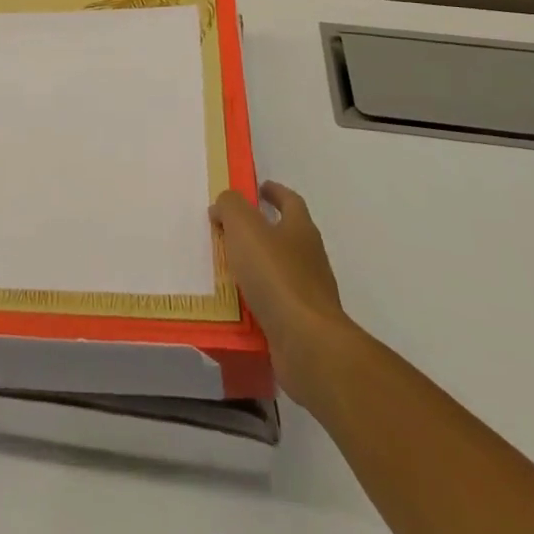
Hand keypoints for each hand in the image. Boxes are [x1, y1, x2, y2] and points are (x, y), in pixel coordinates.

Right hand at [212, 180, 353, 405]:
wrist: (308, 345)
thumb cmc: (276, 276)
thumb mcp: (244, 227)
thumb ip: (231, 207)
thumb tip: (224, 205)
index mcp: (301, 229)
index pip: (290, 201)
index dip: (274, 192)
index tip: (258, 189)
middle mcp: (310, 258)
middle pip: (286, 236)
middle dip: (261, 231)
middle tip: (230, 230)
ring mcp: (310, 294)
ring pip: (279, 272)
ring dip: (256, 269)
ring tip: (226, 269)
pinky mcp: (303, 327)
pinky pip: (274, 306)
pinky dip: (256, 303)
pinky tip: (235, 307)